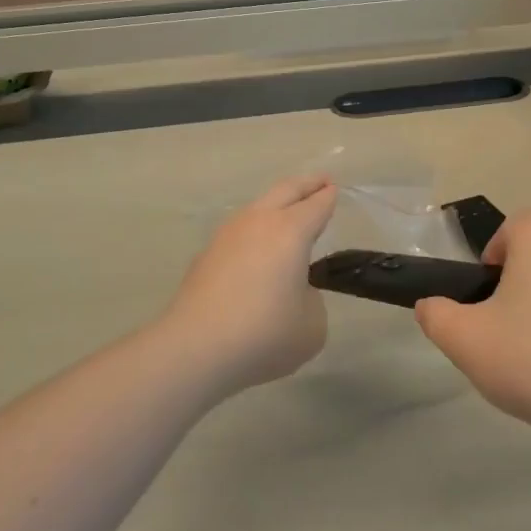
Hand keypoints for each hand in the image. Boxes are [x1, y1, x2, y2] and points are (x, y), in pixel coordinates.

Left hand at [163, 177, 336, 393]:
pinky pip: (238, 232)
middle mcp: (258, 223)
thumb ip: (311, 300)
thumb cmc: (265, 333)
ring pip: (256, 207)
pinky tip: (256, 249)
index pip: (316, 206)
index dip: (328, 197)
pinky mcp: (205, 256)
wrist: (195, 348)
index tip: (335, 190)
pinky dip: (254, 232)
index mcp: (291, 231)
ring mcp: (226, 236)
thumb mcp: (312, 325)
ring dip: (276, 204)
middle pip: (285, 191)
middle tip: (321, 182)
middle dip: (306, 184)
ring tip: (287, 212)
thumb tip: (293, 291)